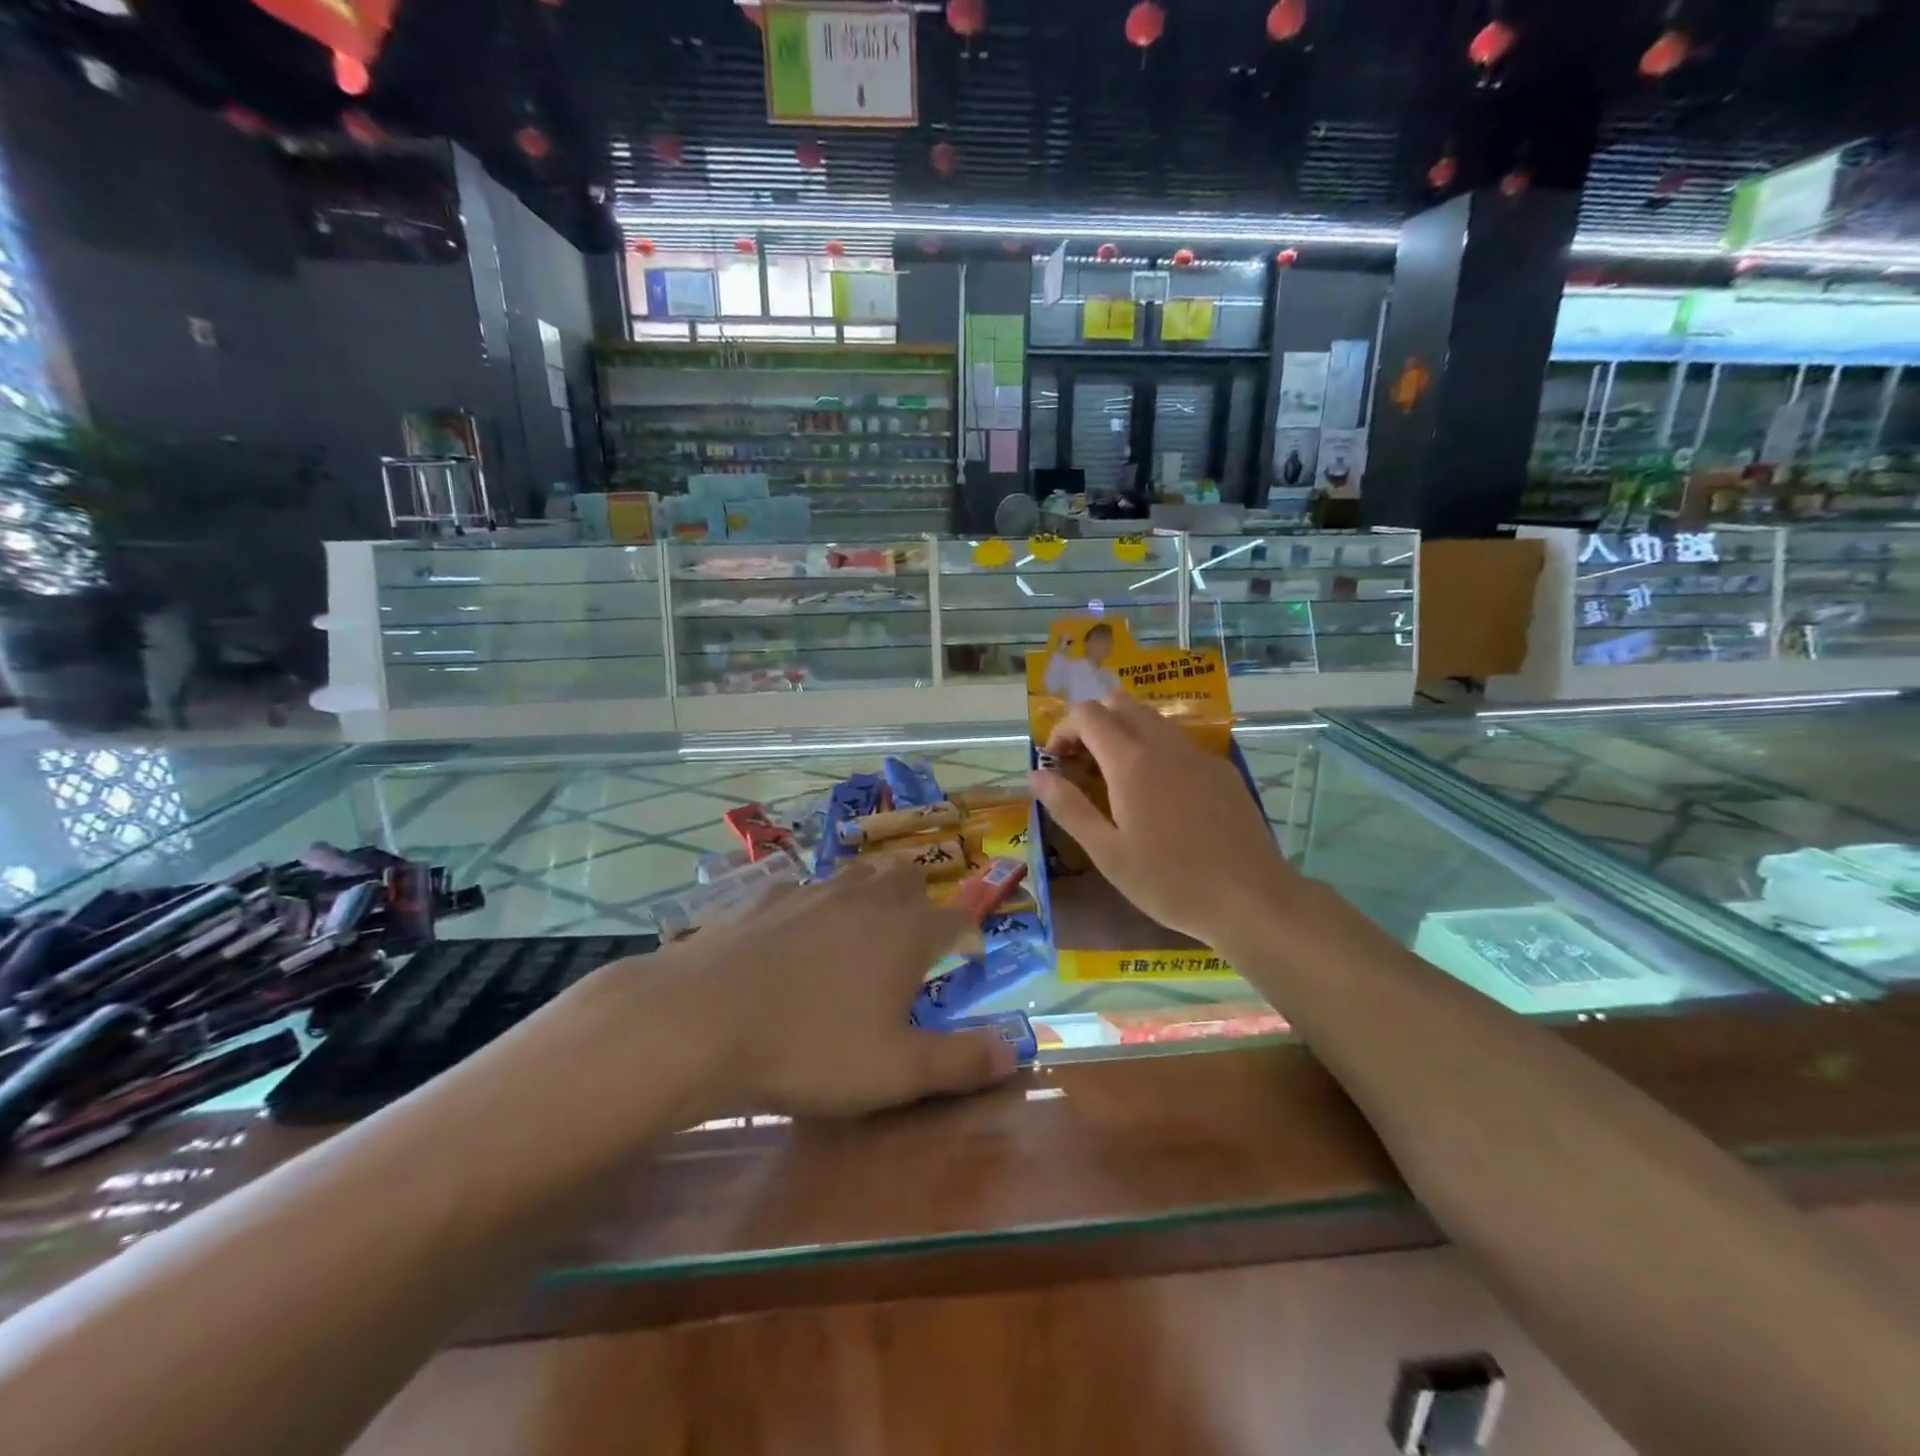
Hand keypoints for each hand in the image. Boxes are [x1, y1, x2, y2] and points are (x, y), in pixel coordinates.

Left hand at [626, 860, 1019, 1118]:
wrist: (703, 1018)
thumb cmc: (812, 1047)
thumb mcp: (896, 1072)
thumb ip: (961, 1062)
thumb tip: (1017, 1053)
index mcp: (906, 932)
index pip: (957, 918)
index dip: (970, 936)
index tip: (970, 958)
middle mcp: (865, 898)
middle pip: (907, 877)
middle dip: (920, 901)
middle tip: (913, 940)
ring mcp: (812, 890)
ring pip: (856, 874)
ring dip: (869, 895)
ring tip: (859, 932)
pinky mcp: (764, 897)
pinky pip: (802, 888)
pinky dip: (812, 906)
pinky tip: (793, 936)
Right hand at [1029, 691, 1292, 944]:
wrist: (1250, 899)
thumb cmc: (1168, 881)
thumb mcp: (1106, 852)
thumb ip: (1068, 807)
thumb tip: (1035, 775)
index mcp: (1130, 761)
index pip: (1088, 714)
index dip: (1063, 729)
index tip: (1055, 761)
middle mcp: (1164, 745)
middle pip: (1120, 704)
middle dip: (1092, 722)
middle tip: (1081, 763)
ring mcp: (1198, 755)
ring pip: (1152, 719)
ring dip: (1123, 732)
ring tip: (1114, 776)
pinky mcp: (1222, 771)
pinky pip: (1179, 743)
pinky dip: (1154, 749)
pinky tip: (1159, 795)